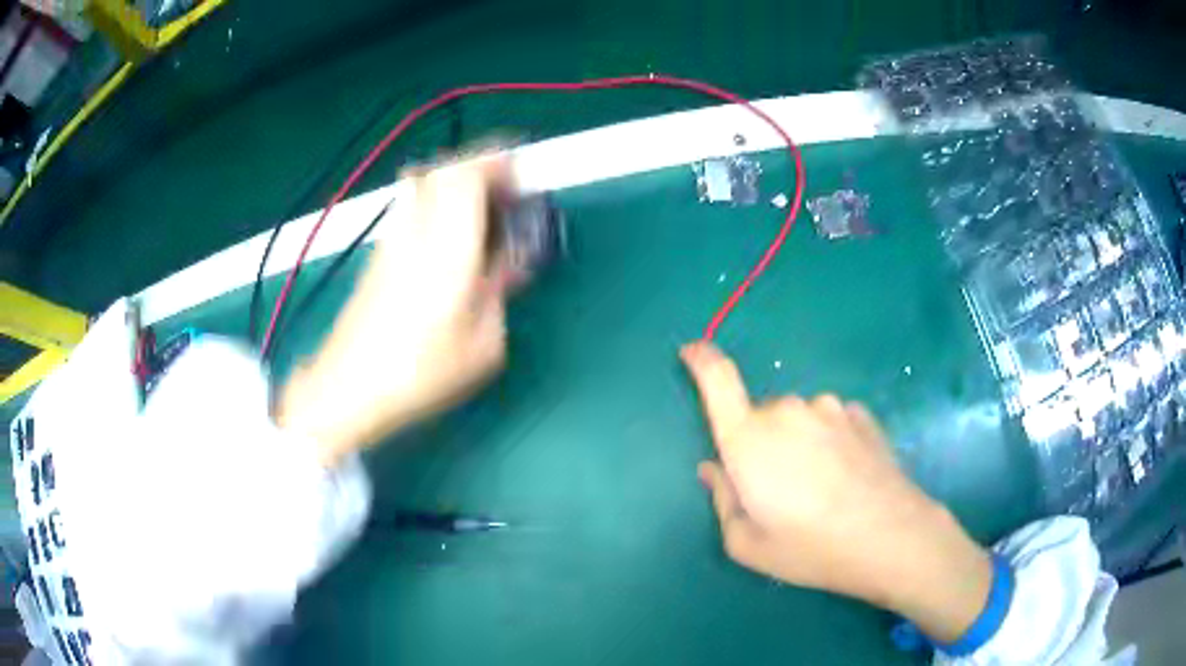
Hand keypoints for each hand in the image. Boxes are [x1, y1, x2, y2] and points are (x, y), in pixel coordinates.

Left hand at [278, 152, 515, 464]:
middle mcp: (416, 231)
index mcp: (447, 250)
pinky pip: (412, 204)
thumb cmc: (420, 374)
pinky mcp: (380, 251)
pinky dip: (437, 200)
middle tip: (506, 189)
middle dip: (480, 165)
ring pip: (424, 181)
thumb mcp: (483, 345)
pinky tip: (449, 233)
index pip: (467, 176)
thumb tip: (506, 262)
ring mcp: (393, 238)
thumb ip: (498, 292)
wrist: (349, 387)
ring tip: (481, 208)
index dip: (497, 162)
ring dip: (457, 181)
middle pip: (444, 168)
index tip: (520, 172)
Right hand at [681, 341, 991, 642]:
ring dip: (798, 445)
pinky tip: (846, 477)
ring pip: (798, 420)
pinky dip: (828, 443)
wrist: (890, 537)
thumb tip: (714, 469)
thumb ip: (722, 500)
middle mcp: (787, 410)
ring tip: (821, 489)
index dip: (701, 360)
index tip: (691, 351)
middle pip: (760, 416)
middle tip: (779, 491)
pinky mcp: (861, 414)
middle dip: (760, 445)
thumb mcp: (749, 544)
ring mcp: (829, 408)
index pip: (717, 381)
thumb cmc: (811, 548)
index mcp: (749, 439)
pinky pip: (830, 423)